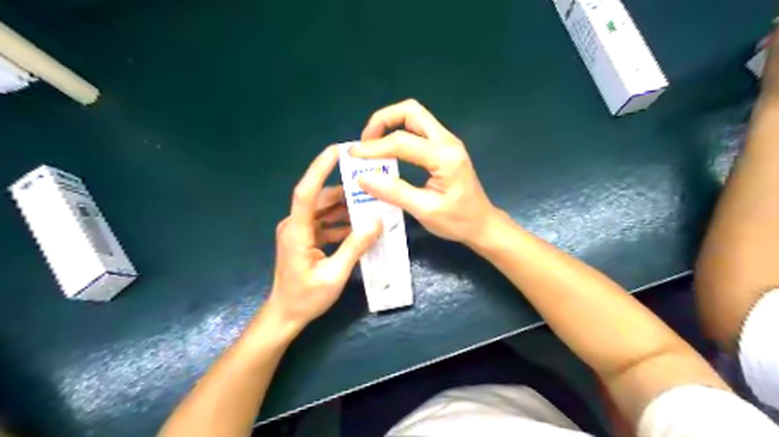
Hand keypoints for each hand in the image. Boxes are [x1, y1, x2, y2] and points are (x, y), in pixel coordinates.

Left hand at [264, 146, 379, 333]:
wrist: (285, 315)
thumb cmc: (306, 298)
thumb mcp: (335, 274)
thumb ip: (355, 246)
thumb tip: (377, 221)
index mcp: (297, 231)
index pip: (306, 191)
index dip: (320, 168)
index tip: (338, 150)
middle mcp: (295, 225)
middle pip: (320, 198)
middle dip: (344, 190)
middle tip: (370, 183)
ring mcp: (299, 231)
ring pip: (324, 210)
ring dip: (345, 207)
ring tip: (371, 204)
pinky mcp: (305, 239)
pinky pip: (325, 222)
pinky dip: (341, 222)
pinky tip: (360, 226)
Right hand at [351, 99, 494, 247]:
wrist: (482, 224)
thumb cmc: (457, 221)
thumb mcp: (425, 210)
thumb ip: (395, 192)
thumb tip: (363, 178)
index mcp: (445, 157)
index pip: (402, 142)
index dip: (374, 147)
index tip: (351, 155)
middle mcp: (447, 141)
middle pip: (411, 112)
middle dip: (383, 121)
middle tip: (365, 142)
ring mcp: (448, 142)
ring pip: (415, 116)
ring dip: (390, 124)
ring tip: (373, 145)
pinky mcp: (445, 148)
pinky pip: (418, 129)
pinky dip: (399, 132)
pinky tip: (388, 150)